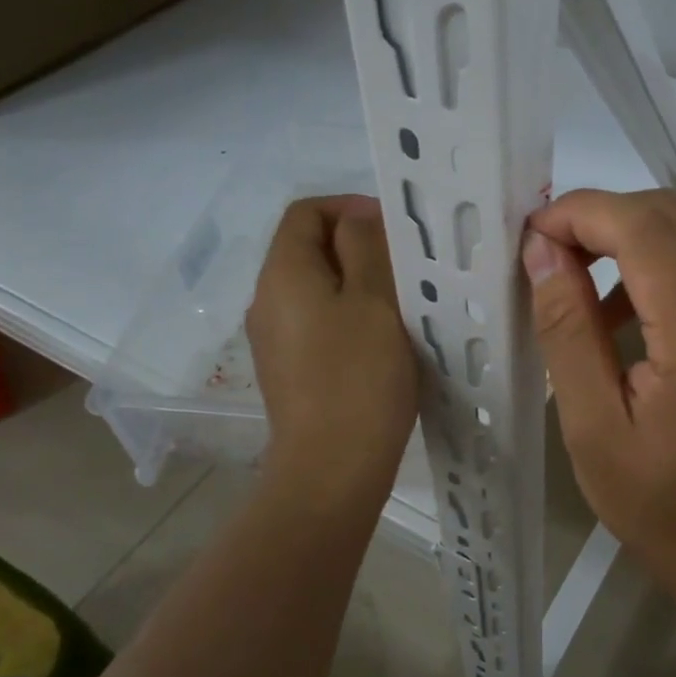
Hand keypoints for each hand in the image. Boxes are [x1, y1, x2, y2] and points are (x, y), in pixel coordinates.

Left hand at [246, 196, 417, 506]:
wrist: (332, 468)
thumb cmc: (359, 377)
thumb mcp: (374, 300)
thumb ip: (366, 247)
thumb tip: (358, 218)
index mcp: (283, 273)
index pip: (306, 212)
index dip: (350, 207)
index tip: (395, 229)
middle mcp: (267, 300)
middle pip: (309, 248)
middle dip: (359, 246)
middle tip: (407, 266)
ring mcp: (275, 339)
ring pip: (317, 288)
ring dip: (358, 283)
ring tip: (403, 302)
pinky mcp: (289, 370)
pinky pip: (318, 322)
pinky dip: (349, 316)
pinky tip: (383, 340)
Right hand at [522, 190, 675, 636]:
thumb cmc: (664, 512)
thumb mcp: (594, 430)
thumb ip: (568, 331)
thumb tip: (542, 250)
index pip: (645, 229)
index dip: (582, 213)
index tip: (532, 233)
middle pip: (674, 215)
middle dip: (603, 217)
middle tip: (548, 254)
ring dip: (631, 239)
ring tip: (579, 286)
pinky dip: (662, 266)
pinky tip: (628, 314)